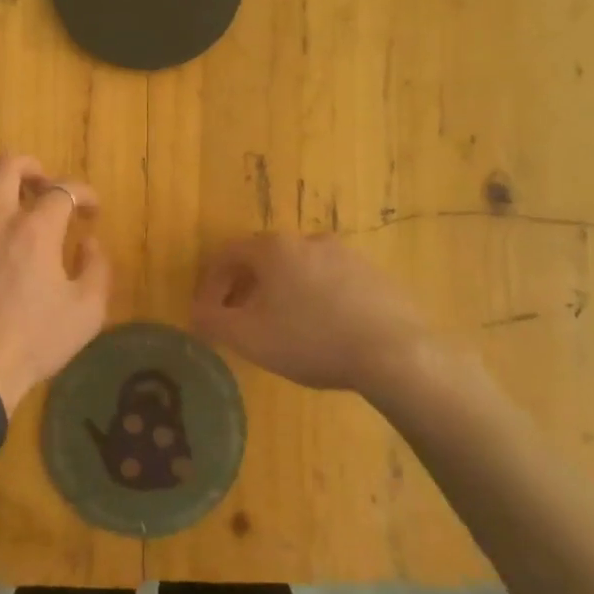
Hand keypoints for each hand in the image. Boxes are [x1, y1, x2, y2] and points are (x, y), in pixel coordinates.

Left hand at [0, 154, 111, 412]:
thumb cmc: (32, 342)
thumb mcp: (86, 313)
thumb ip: (97, 269)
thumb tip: (88, 241)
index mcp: (35, 230)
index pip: (64, 190)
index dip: (84, 194)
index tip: (91, 210)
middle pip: (9, 165)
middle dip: (33, 169)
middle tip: (44, 188)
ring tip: (6, 199)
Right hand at [191, 233, 452, 406]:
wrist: (397, 353)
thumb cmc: (311, 339)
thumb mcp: (249, 337)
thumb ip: (213, 321)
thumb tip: (195, 312)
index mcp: (274, 248)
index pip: (227, 254)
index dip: (211, 282)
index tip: (209, 312)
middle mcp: (309, 240)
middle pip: (264, 259)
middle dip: (246, 287)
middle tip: (241, 320)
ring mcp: (347, 255)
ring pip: (300, 269)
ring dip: (282, 292)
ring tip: (283, 328)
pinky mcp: (375, 275)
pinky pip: (332, 282)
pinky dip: (316, 299)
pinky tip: (324, 331)